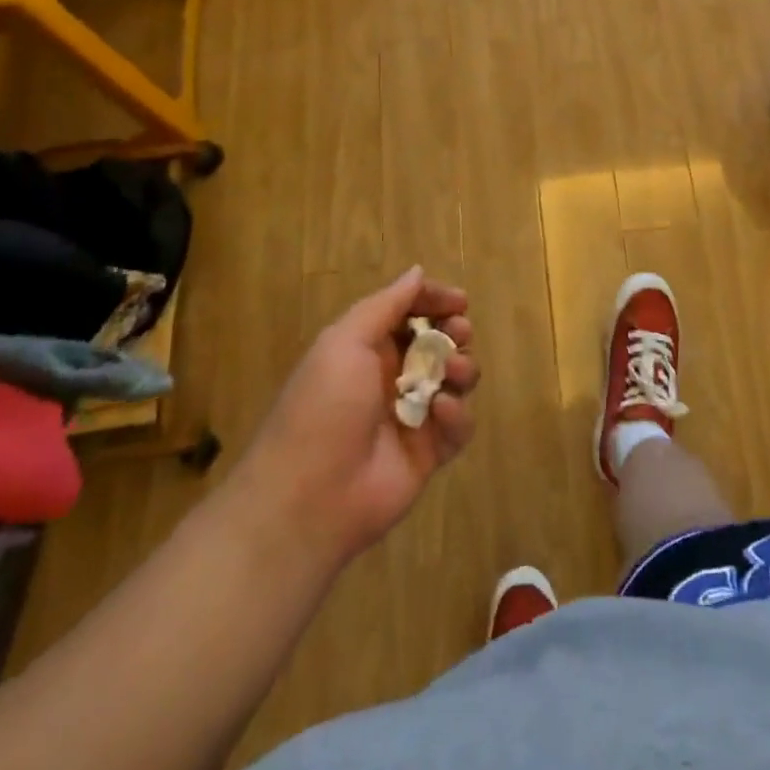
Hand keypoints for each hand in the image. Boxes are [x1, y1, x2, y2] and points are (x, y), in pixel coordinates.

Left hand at [234, 266, 478, 566]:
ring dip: (461, 368)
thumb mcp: (345, 341)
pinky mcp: (429, 452)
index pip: (410, 313)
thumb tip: (416, 272)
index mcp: (368, 348)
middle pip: (439, 342)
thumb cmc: (324, 407)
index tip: (459, 301)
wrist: (309, 498)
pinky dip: (456, 415)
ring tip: (450, 373)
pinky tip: (440, 413)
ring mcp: (413, 415)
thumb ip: (386, 304)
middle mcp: (393, 377)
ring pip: (456, 380)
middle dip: (455, 332)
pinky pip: (458, 425)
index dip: (435, 302)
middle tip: (459, 332)